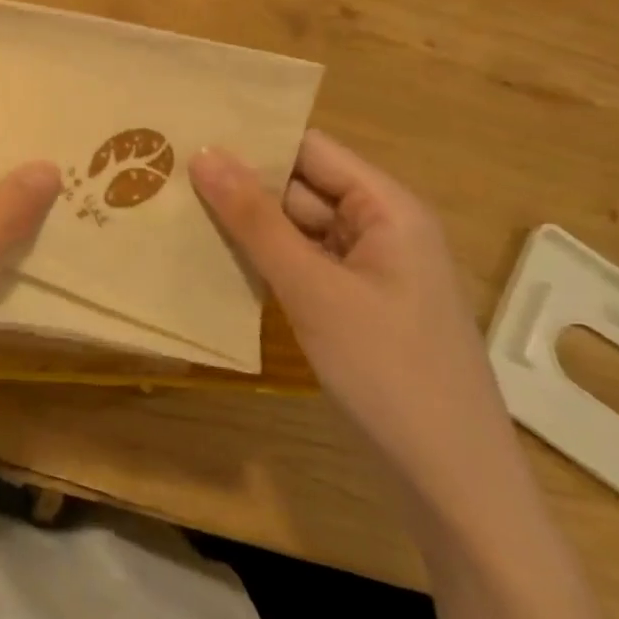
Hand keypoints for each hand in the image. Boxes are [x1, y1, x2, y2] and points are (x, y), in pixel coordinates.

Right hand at [189, 132, 521, 512]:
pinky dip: (262, 260)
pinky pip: (301, 265)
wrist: (453, 487)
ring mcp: (366, 270)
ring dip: (246, 223)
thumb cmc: (389, 373)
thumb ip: (255, 220)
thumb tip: (203, 153)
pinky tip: (211, 257)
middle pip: (300, 187)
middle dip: (240, 182)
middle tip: (165, 172)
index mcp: (387, 206)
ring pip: (296, 228)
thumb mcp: (314, 290)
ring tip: (174, 207)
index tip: (187, 132)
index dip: (252, 139)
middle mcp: (379, 227)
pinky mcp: (353, 306)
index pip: (309, 149)